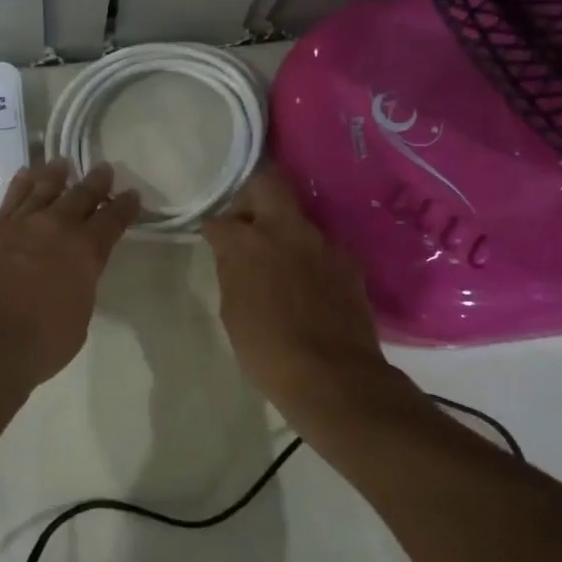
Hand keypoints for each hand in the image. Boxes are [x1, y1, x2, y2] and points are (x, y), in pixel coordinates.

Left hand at [0, 159, 139, 394]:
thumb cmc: (39, 344)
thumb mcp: (77, 320)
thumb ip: (78, 288)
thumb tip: (72, 276)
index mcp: (84, 253)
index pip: (111, 222)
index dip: (124, 207)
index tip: (131, 194)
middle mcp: (54, 230)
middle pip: (79, 197)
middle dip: (94, 183)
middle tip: (103, 169)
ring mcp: (17, 226)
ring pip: (41, 190)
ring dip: (54, 176)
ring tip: (61, 164)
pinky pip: (9, 200)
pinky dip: (20, 185)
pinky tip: (23, 177)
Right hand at [201, 167, 389, 413]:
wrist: (334, 378)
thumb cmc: (268, 350)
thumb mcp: (233, 311)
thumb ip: (232, 272)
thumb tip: (233, 255)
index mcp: (248, 242)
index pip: (220, 219)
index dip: (213, 229)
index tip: (212, 239)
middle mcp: (287, 230)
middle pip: (267, 184)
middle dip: (250, 197)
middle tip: (244, 224)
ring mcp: (323, 243)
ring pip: (297, 219)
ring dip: (283, 232)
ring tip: (278, 262)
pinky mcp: (349, 263)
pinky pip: (321, 248)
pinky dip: (309, 258)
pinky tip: (307, 285)